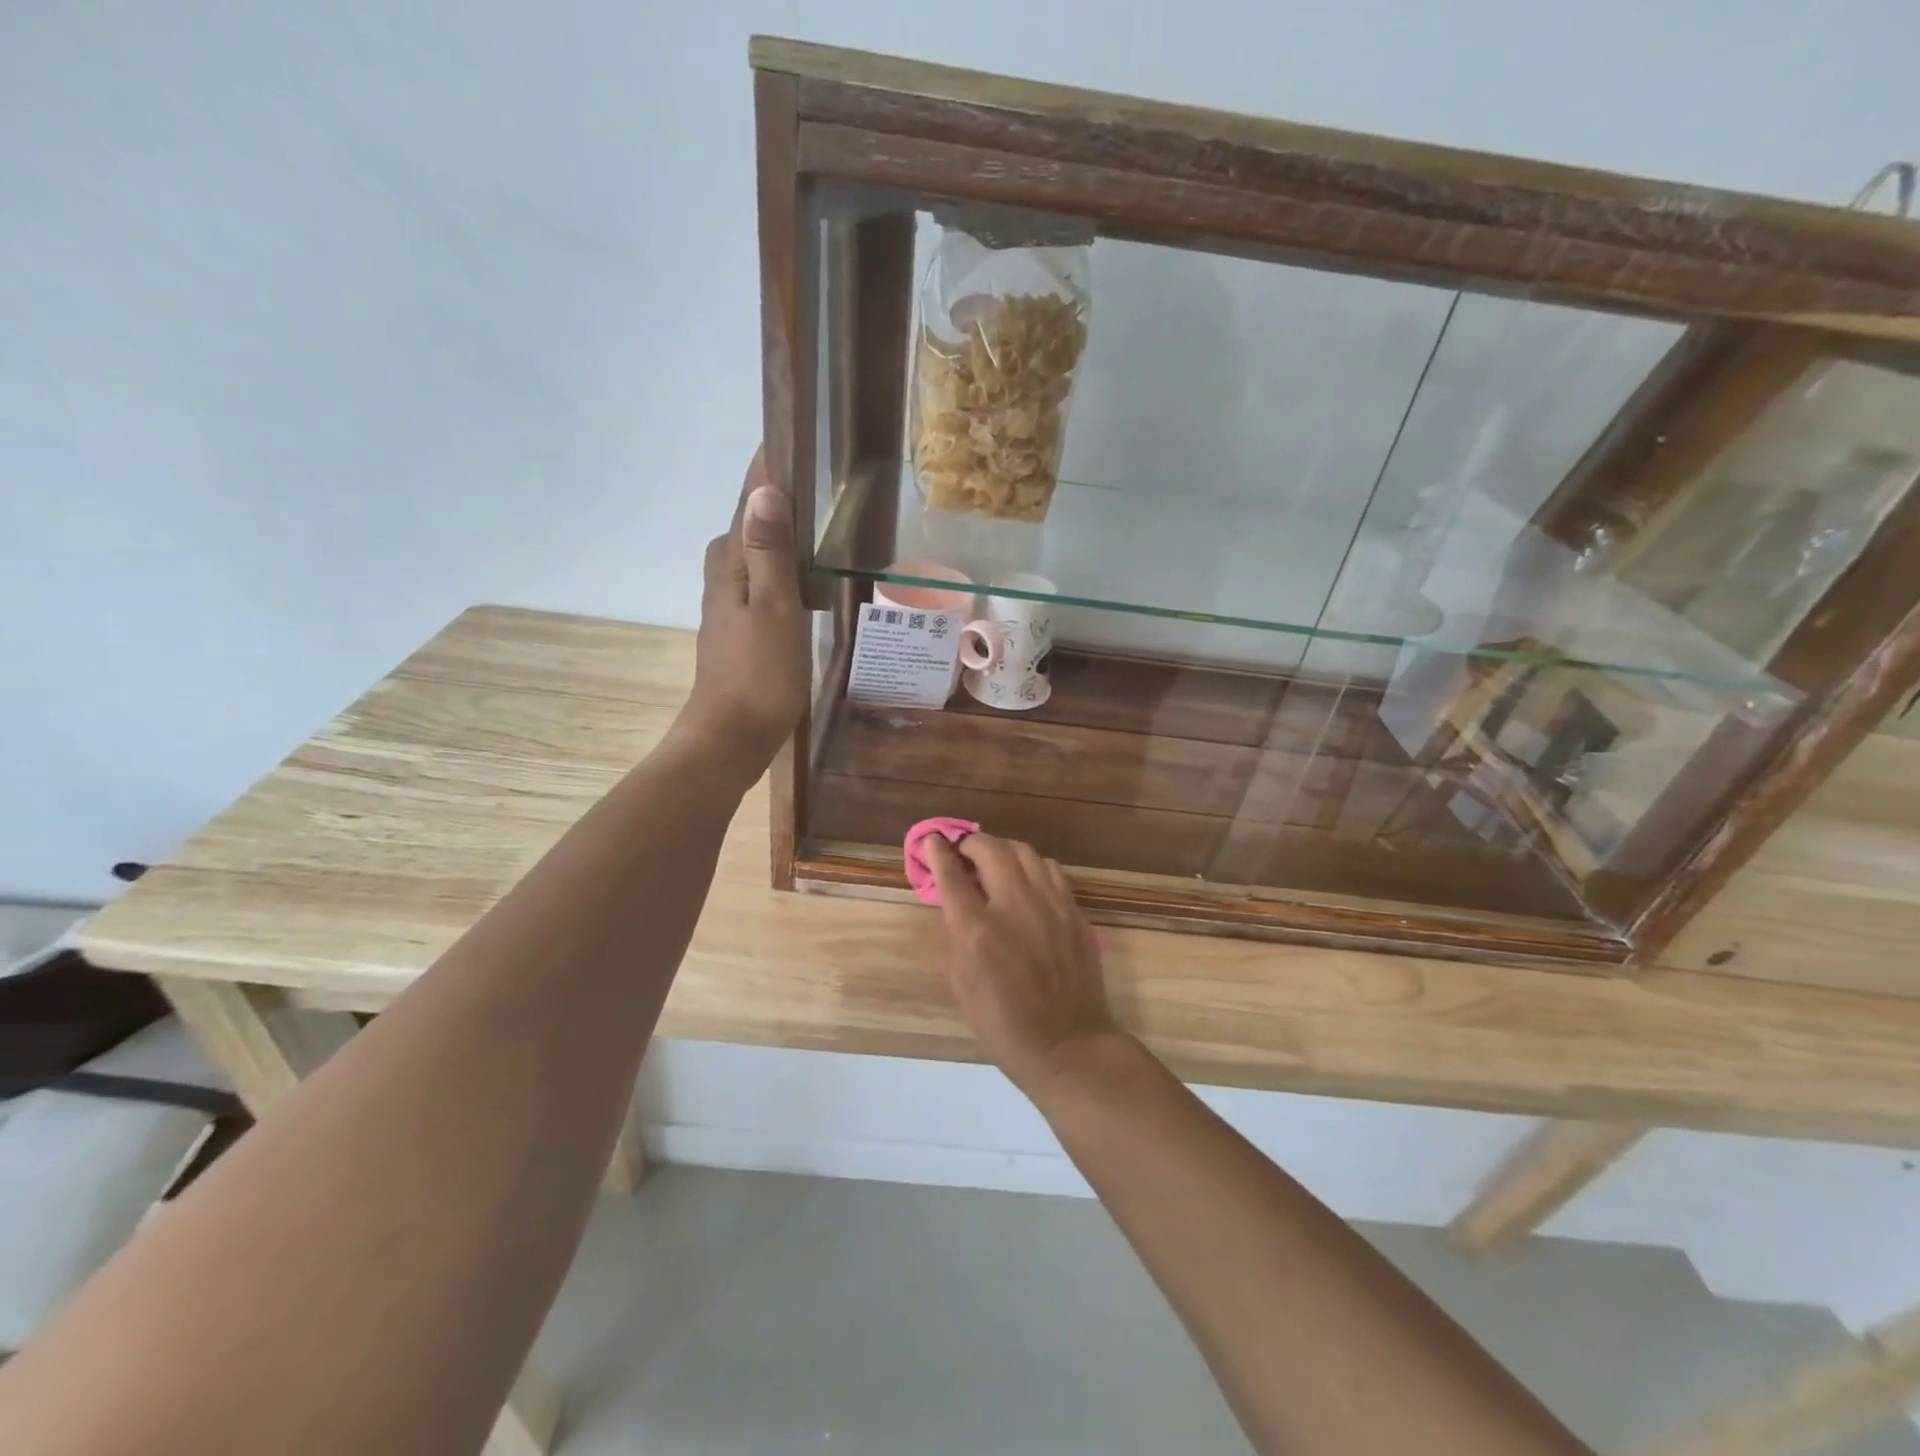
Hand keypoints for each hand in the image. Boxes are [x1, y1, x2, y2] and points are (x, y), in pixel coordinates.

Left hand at [683, 448, 808, 775]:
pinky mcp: (743, 626)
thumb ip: (769, 551)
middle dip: (782, 499)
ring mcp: (731, 602)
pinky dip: (789, 570)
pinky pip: (767, 581)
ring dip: (787, 536)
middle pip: (753, 523)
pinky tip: (815, 581)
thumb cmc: (758, 674)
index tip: (799, 440)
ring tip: (829, 524)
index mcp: (730, 562)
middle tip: (826, 482)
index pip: (750, 499)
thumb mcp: (773, 608)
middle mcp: (725, 574)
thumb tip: (766, 489)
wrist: (732, 737)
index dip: (771, 469)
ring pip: (760, 554)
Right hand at [925, 833, 1125, 1097]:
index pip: (951, 874)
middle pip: (990, 849)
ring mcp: (1050, 904)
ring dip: (1002, 849)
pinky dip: (1032, 866)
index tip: (933, 840)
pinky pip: (1051, 870)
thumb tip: (957, 902)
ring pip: (1024, 851)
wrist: (1068, 1045)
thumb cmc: (1004, 1025)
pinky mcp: (1074, 910)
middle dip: (970, 843)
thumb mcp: (962, 984)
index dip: (938, 851)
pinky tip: (1028, 882)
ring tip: (994, 862)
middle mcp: (1014, 905)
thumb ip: (957, 935)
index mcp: (977, 930)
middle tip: (963, 852)